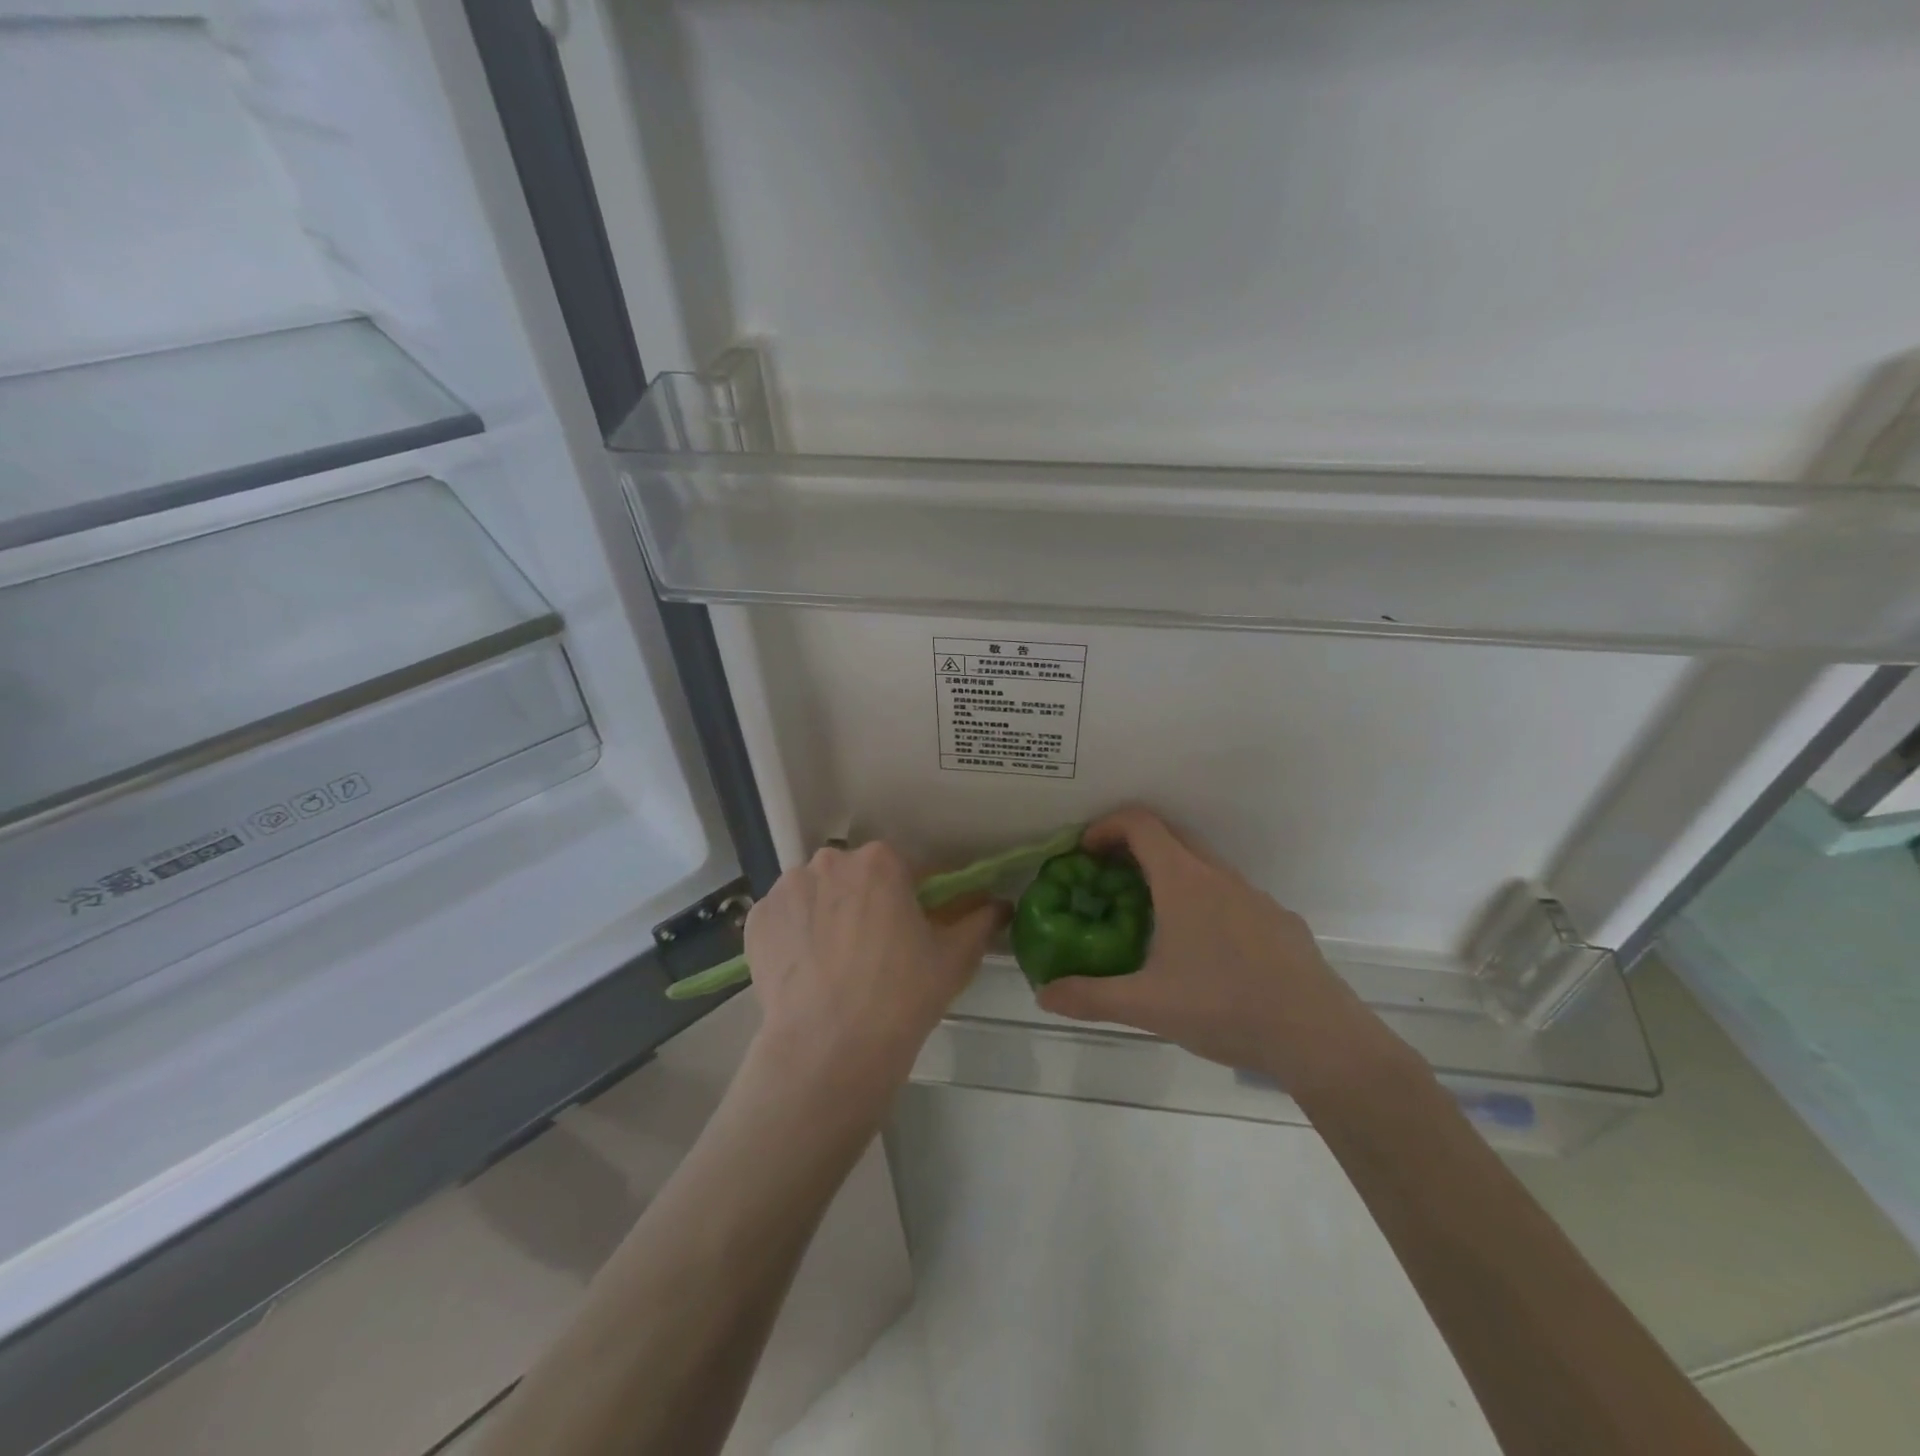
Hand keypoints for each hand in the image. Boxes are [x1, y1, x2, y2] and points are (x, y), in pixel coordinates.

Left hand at [744, 842, 1003, 1112]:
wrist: (830, 1049)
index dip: (912, 897)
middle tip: (875, 949)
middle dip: (865, 902)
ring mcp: (787, 889)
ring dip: (827, 914)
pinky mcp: (757, 920)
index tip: (913, 928)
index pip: (904, 868)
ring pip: (816, 893)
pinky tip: (806, 971)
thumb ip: (980, 920)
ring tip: (835, 964)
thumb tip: (999, 904)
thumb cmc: (902, 995)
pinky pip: (784, 917)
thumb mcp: (955, 957)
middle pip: (855, 876)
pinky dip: (795, 935)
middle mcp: (830, 861)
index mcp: (880, 861)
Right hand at [1036, 809, 1399, 1090]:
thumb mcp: (1146, 1005)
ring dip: (1170, 875)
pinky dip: (1204, 901)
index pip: (1140, 824)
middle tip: (1108, 881)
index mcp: (1184, 881)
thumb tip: (1043, 993)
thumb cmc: (1224, 1006)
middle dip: (1133, 847)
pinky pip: (1231, 895)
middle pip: (1170, 836)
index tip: (1084, 852)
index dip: (1106, 826)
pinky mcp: (1278, 921)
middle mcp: (1219, 876)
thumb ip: (1090, 997)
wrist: (1318, 1036)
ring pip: (1203, 866)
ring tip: (1151, 918)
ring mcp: (1254, 896)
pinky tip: (1204, 951)